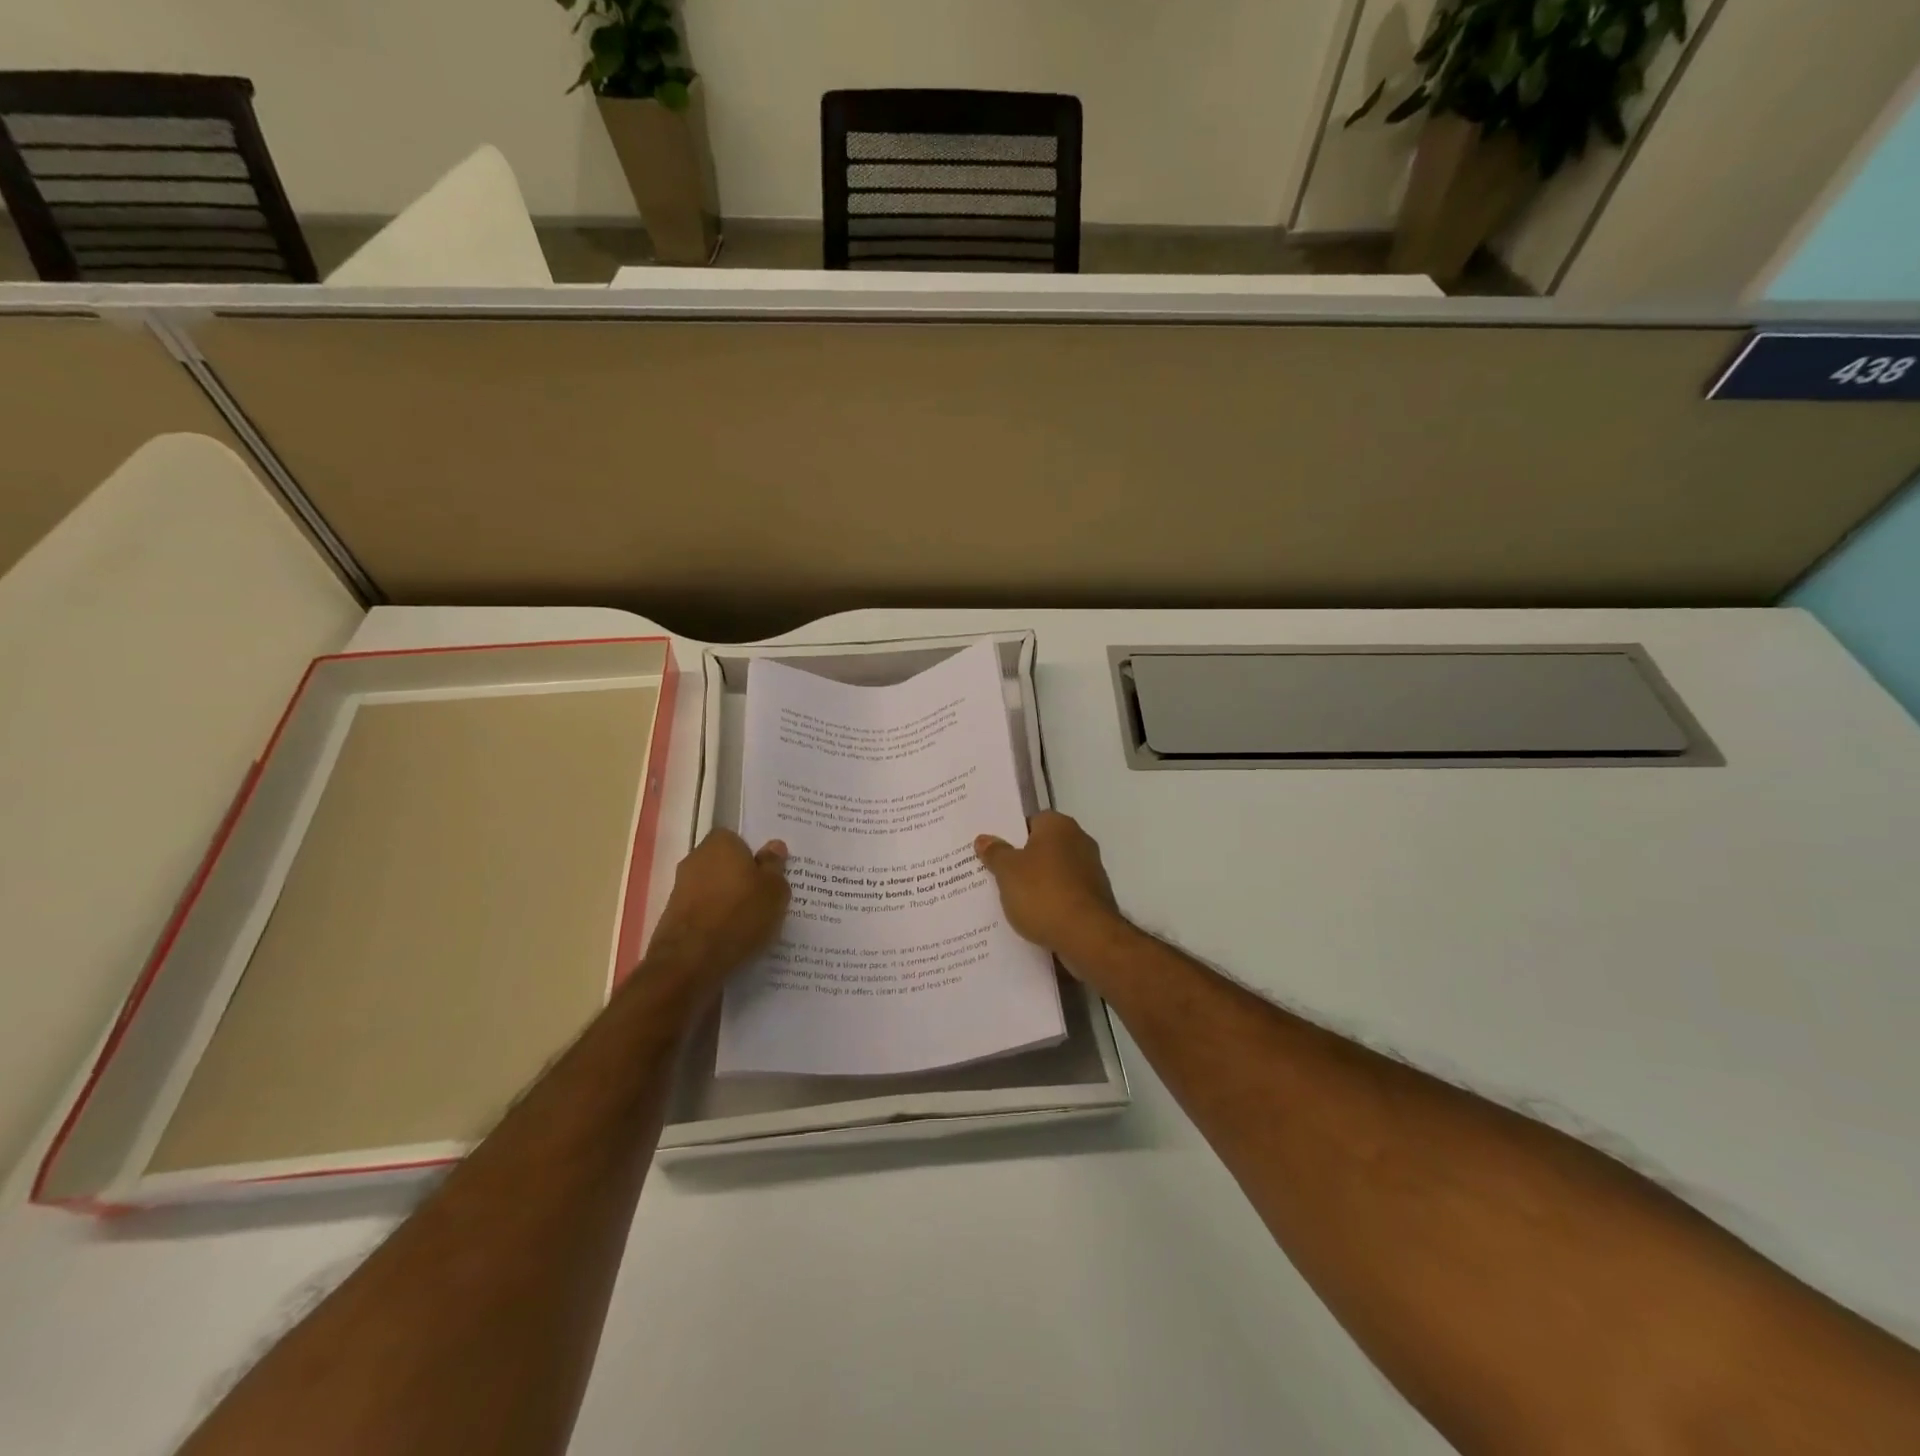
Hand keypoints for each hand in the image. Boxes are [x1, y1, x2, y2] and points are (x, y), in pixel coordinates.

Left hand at [641, 829, 789, 998]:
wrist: (689, 962)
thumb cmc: (739, 915)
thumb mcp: (774, 890)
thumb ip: (775, 866)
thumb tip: (774, 846)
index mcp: (720, 843)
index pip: (738, 838)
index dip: (754, 855)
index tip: (769, 873)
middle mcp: (695, 859)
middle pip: (725, 864)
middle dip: (742, 878)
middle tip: (766, 897)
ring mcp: (681, 889)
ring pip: (714, 889)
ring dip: (729, 901)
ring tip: (753, 923)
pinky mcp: (673, 917)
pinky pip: (704, 912)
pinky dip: (716, 921)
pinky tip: (733, 938)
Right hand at [975, 811, 1127, 965]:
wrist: (1087, 936)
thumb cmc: (1043, 893)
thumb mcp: (1007, 871)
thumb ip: (995, 853)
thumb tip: (984, 839)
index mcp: (1059, 826)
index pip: (1030, 821)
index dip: (1010, 836)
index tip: (993, 853)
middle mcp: (1079, 841)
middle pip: (1043, 847)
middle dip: (1022, 862)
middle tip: (995, 876)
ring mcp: (1091, 871)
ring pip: (1053, 873)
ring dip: (1037, 884)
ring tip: (1010, 901)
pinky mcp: (1095, 899)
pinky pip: (1064, 894)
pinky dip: (1051, 903)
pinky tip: (1033, 918)